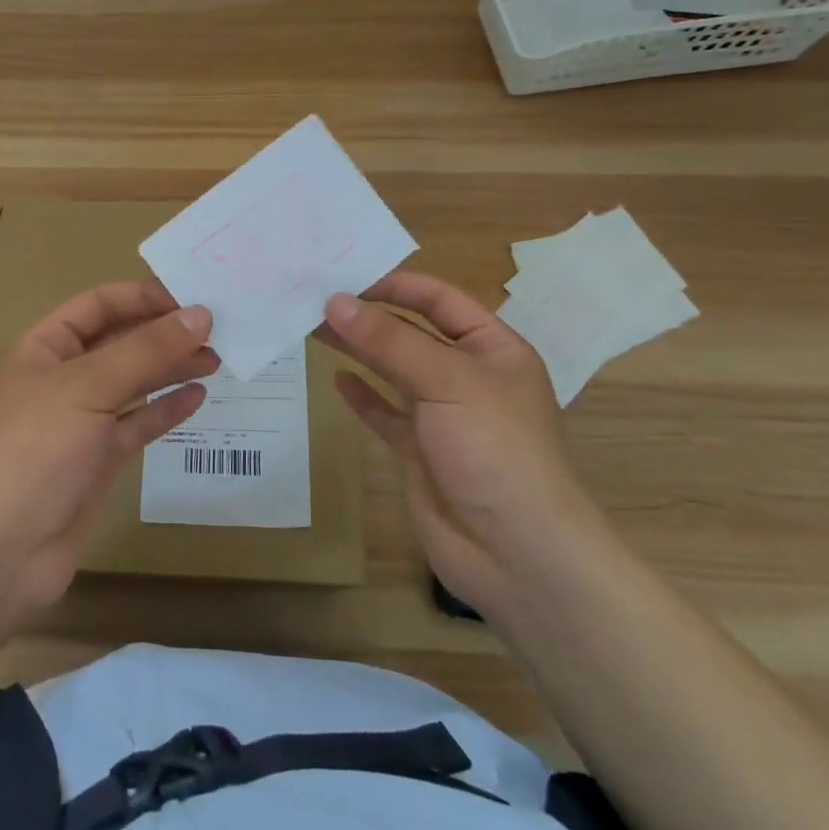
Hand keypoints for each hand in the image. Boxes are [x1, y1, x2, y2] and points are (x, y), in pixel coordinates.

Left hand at [0, 280, 217, 623]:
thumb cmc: (33, 451)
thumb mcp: (87, 387)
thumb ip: (146, 350)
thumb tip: (201, 314)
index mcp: (46, 347)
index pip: (100, 305)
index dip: (145, 297)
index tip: (196, 298)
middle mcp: (64, 378)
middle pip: (121, 342)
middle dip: (165, 333)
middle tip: (220, 330)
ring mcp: (82, 422)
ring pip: (134, 383)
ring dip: (171, 368)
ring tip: (217, 359)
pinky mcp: (98, 461)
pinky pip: (138, 425)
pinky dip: (166, 410)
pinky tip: (196, 397)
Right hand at [318, 271, 606, 622]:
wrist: (515, 552)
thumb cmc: (495, 449)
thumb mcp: (448, 381)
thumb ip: (389, 341)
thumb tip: (335, 301)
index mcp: (492, 349)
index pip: (440, 300)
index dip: (396, 285)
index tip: (346, 277)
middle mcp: (468, 376)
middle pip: (412, 333)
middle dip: (369, 315)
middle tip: (315, 299)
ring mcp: (443, 415)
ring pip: (394, 370)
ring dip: (359, 349)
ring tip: (313, 327)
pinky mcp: (420, 450)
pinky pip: (386, 414)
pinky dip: (362, 396)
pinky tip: (337, 379)